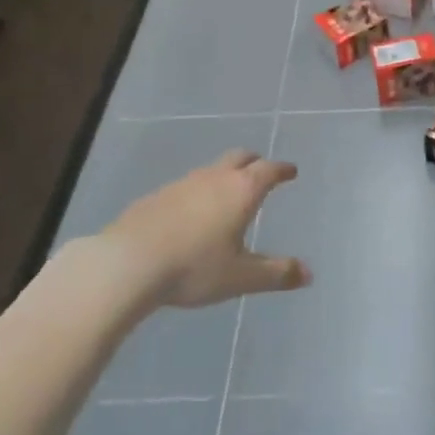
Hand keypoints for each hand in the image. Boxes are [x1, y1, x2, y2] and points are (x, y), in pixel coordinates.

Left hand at [63, 150, 311, 310]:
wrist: (127, 264)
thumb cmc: (194, 267)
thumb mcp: (241, 277)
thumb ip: (276, 274)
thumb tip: (308, 274)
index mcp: (241, 191)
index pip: (268, 170)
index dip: (282, 170)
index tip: (291, 171)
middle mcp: (213, 178)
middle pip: (239, 158)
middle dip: (254, 162)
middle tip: (262, 171)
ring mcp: (181, 184)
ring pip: (210, 170)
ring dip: (224, 176)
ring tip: (227, 194)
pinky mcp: (155, 197)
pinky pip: (185, 187)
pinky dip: (197, 192)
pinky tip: (190, 214)